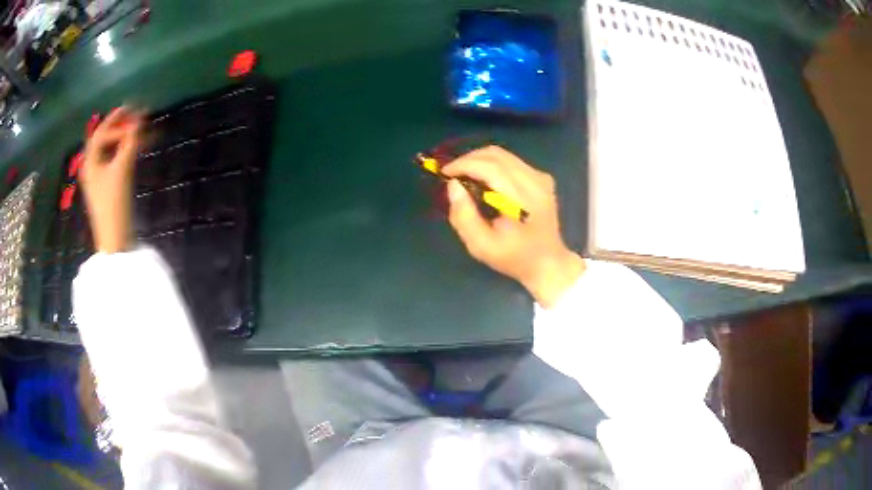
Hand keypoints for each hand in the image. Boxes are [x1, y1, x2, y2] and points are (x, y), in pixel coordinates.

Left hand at [80, 107, 143, 253]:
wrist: (115, 238)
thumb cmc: (114, 203)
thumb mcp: (122, 169)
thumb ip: (130, 142)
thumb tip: (139, 120)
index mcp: (90, 161)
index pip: (102, 132)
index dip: (117, 119)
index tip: (135, 110)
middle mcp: (92, 166)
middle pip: (105, 138)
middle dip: (121, 126)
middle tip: (138, 116)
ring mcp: (98, 177)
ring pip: (111, 149)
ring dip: (125, 138)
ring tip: (140, 131)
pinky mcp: (106, 186)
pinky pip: (115, 159)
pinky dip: (125, 151)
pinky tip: (136, 149)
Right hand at [443, 146, 584, 307]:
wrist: (547, 262)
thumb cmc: (513, 257)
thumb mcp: (481, 246)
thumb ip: (463, 216)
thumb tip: (453, 185)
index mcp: (522, 200)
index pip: (490, 168)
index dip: (464, 164)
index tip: (445, 173)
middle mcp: (535, 182)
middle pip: (496, 155)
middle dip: (469, 159)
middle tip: (452, 173)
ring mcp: (541, 178)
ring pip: (503, 154)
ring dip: (480, 160)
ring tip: (465, 174)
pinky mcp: (542, 178)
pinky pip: (512, 161)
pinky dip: (493, 164)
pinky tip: (485, 180)